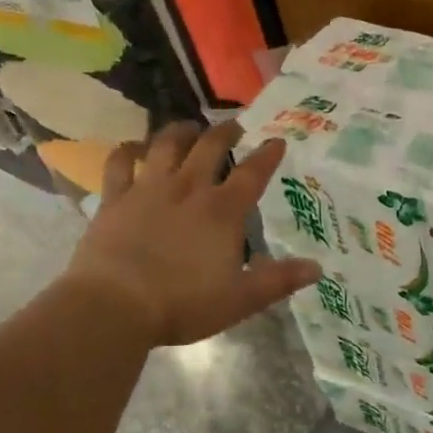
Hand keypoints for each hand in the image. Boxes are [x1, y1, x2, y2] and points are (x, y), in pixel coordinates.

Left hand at [62, 121, 320, 346]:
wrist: (115, 306)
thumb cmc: (182, 304)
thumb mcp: (240, 299)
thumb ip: (278, 281)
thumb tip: (317, 268)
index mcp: (222, 211)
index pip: (252, 173)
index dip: (267, 155)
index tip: (277, 140)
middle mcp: (188, 189)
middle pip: (210, 147)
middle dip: (225, 132)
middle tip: (234, 126)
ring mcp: (148, 189)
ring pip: (166, 145)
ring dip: (180, 131)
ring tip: (189, 128)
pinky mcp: (114, 198)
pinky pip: (119, 164)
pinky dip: (125, 151)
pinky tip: (130, 147)